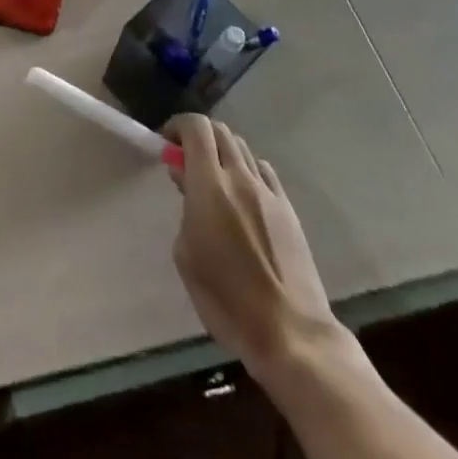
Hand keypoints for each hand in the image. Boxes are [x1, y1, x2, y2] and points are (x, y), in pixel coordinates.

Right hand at [167, 114, 347, 379]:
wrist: (291, 332)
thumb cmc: (227, 300)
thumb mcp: (187, 256)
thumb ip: (185, 208)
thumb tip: (186, 180)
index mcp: (210, 186)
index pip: (196, 127)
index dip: (178, 126)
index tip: (167, 144)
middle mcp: (240, 178)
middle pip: (220, 130)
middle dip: (199, 137)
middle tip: (186, 161)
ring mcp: (268, 192)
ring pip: (242, 148)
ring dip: (222, 152)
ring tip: (214, 180)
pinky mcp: (288, 209)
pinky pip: (263, 171)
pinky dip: (247, 170)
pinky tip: (243, 197)